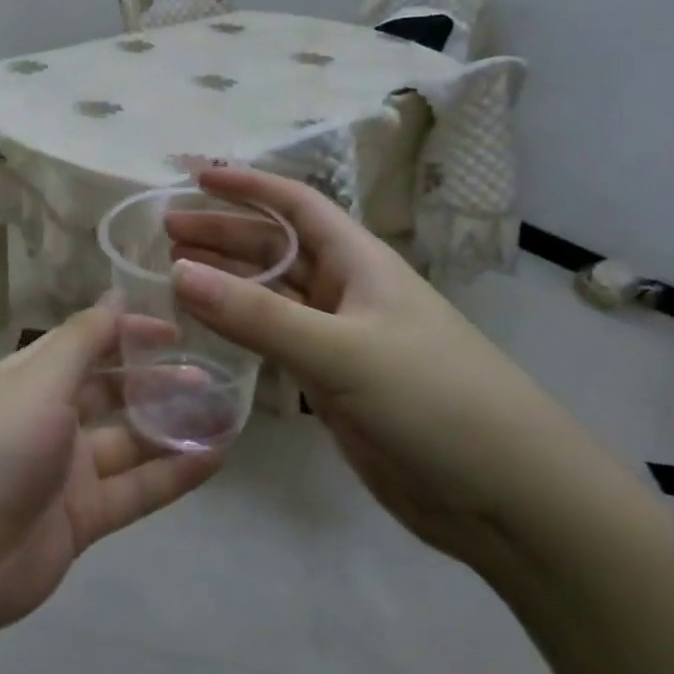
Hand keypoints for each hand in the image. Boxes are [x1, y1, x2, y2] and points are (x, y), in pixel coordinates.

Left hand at [0, 304, 222, 644]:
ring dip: (172, 428)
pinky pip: (135, 490)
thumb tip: (115, 295)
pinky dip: (172, 475)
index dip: (129, 334)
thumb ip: (83, 339)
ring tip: (224, 416)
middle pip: (112, 392)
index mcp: (32, 378)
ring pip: (130, 442)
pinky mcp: (82, 518)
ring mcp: (67, 470)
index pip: (87, 344)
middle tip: (208, 377)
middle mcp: (50, 418)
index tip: (176, 331)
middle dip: (157, 382)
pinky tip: (213, 460)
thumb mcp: (39, 380)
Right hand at [166, 166, 578, 561]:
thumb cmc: (434, 400)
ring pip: (272, 296)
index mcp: (360, 262)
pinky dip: (240, 330)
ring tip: (172, 274)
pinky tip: (207, 329)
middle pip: (276, 248)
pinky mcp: (334, 383)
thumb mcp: (342, 351)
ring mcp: (340, 339)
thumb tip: (178, 271)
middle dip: (224, 234)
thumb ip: (258, 314)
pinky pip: (276, 342)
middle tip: (166, 234)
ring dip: (227, 281)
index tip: (196, 176)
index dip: (248, 185)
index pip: (296, 205)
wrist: (507, 497)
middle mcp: (348, 291)